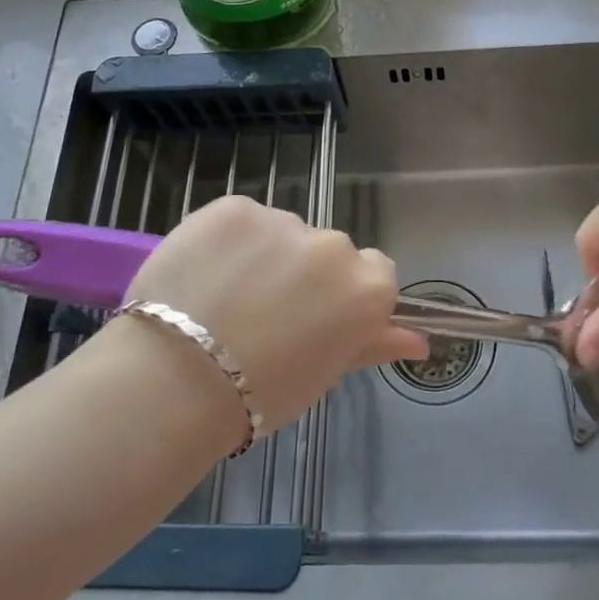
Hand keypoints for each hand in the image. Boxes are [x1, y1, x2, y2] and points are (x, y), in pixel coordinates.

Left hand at [125, 196, 427, 432]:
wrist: (178, 381)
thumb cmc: (263, 393)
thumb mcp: (326, 372)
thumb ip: (375, 344)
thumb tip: (420, 342)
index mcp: (366, 287)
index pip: (376, 272)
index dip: (346, 295)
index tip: (319, 319)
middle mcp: (334, 245)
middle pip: (327, 251)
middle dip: (305, 274)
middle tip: (266, 315)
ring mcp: (282, 221)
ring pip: (282, 234)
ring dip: (266, 255)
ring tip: (225, 298)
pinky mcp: (233, 207)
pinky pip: (241, 221)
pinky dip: (228, 241)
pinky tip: (204, 275)